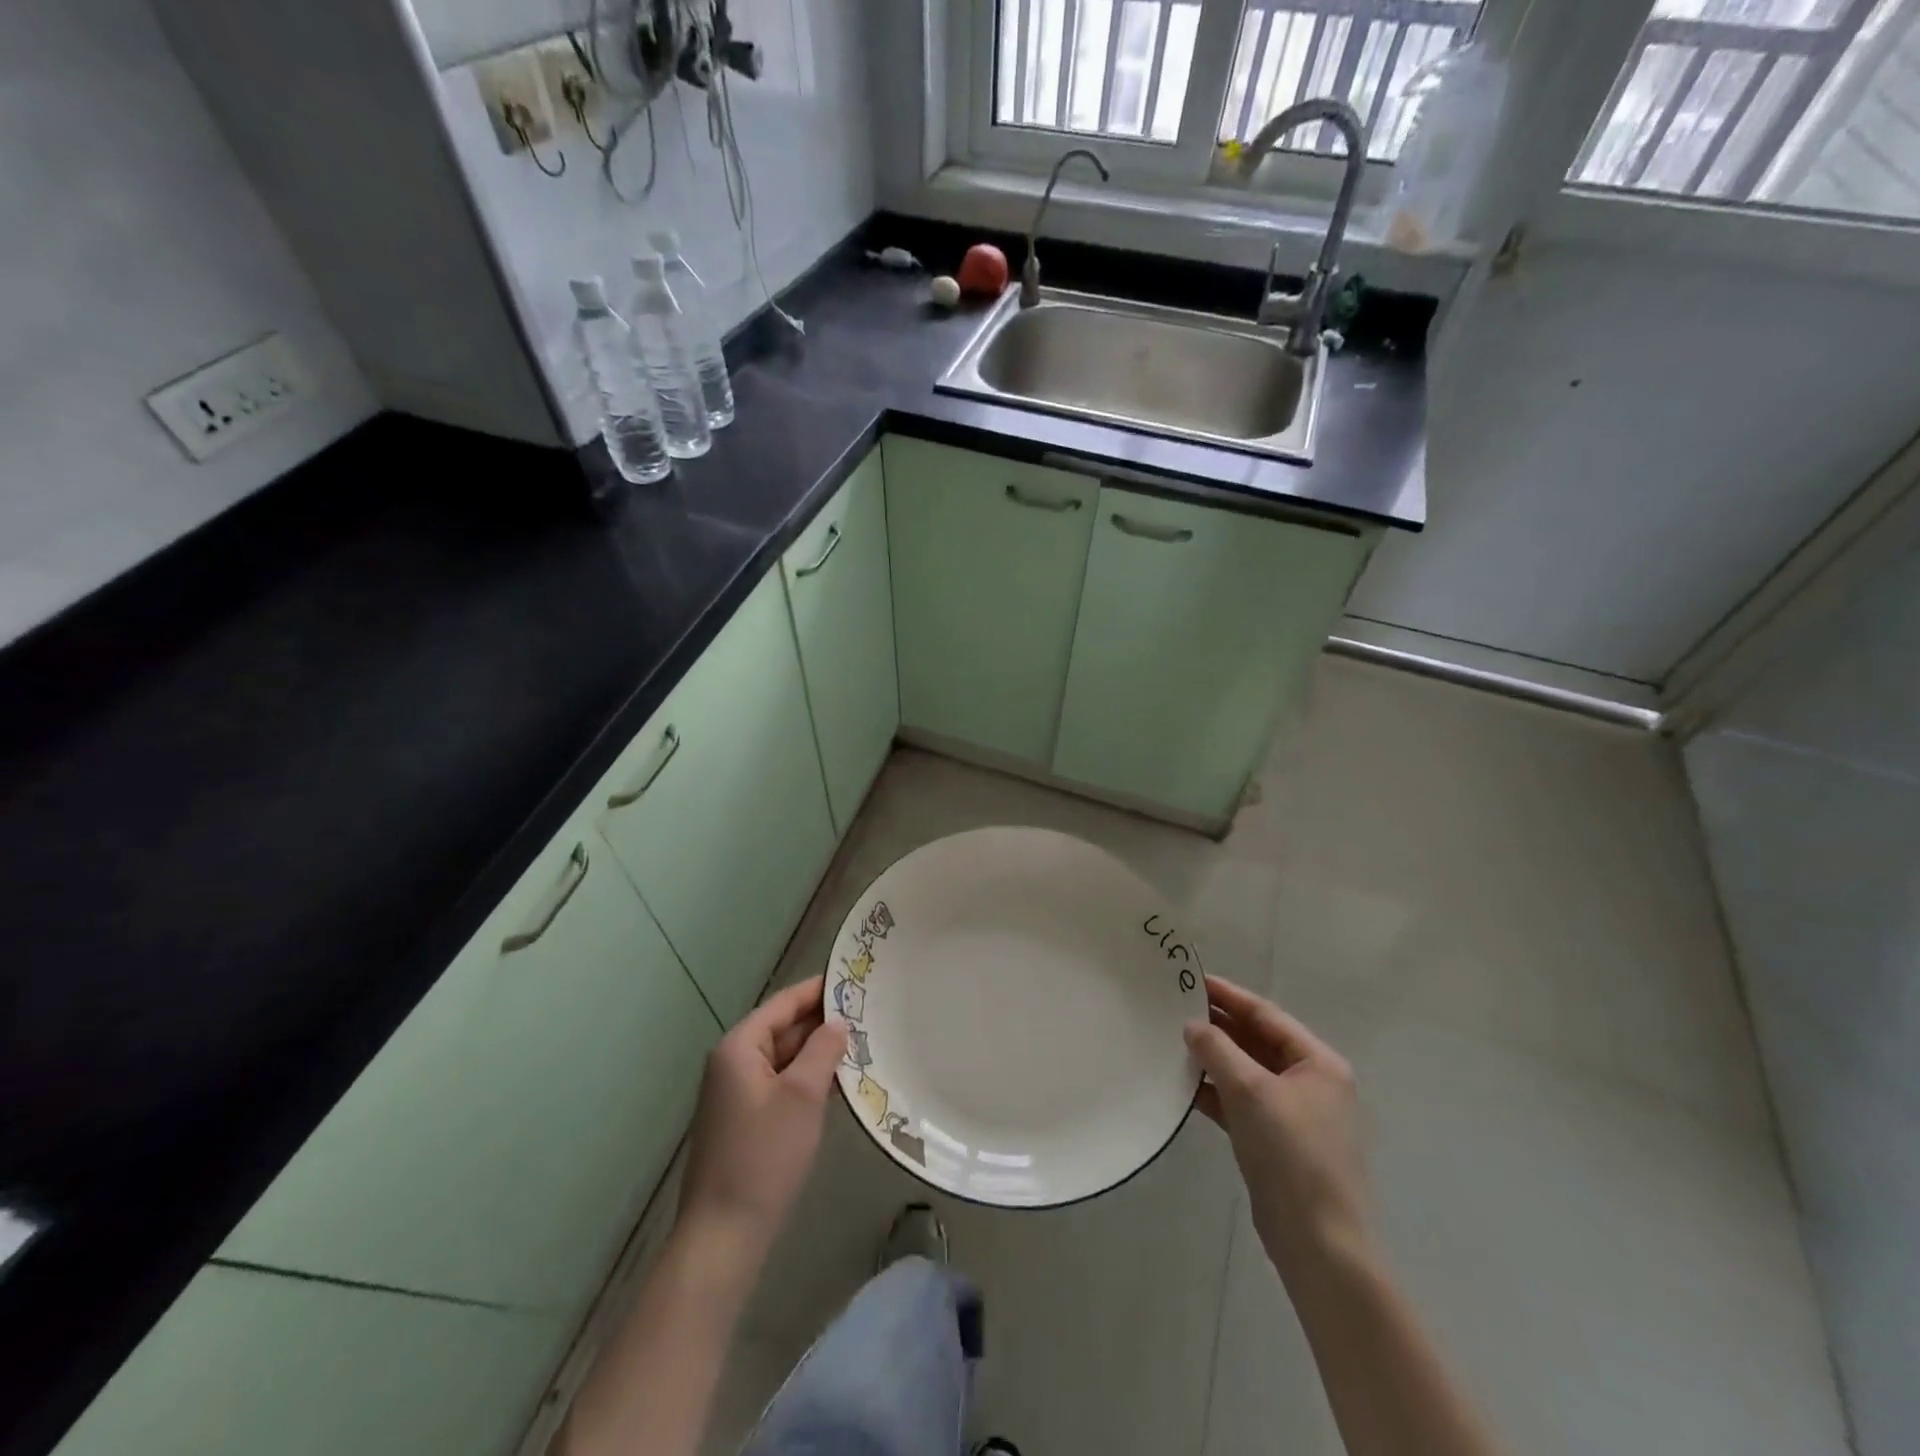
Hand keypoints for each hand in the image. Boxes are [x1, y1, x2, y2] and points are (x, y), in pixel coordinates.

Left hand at [678, 976, 846, 1254]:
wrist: (724, 1234)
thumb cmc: (764, 1155)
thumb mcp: (802, 1095)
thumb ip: (823, 1050)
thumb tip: (837, 1024)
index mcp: (739, 1047)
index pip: (783, 1003)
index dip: (818, 990)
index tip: (855, 980)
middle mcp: (732, 1062)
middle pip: (782, 1028)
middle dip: (821, 1022)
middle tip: (867, 1012)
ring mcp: (736, 1093)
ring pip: (783, 1057)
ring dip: (817, 1051)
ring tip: (862, 1041)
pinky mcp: (745, 1120)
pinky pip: (780, 1083)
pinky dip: (807, 1078)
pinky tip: (838, 1081)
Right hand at [1185, 976, 1368, 1284]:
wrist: (1317, 1242)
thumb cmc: (1291, 1153)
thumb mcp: (1250, 1091)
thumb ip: (1218, 1050)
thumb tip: (1193, 1026)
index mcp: (1317, 1063)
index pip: (1266, 1015)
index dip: (1228, 995)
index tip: (1192, 980)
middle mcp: (1309, 1082)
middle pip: (1256, 1041)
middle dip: (1218, 1026)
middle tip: (1174, 1008)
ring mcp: (1293, 1113)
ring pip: (1246, 1072)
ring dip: (1213, 1058)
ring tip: (1172, 1041)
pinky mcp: (1275, 1141)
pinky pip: (1240, 1102)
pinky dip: (1215, 1091)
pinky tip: (1184, 1085)